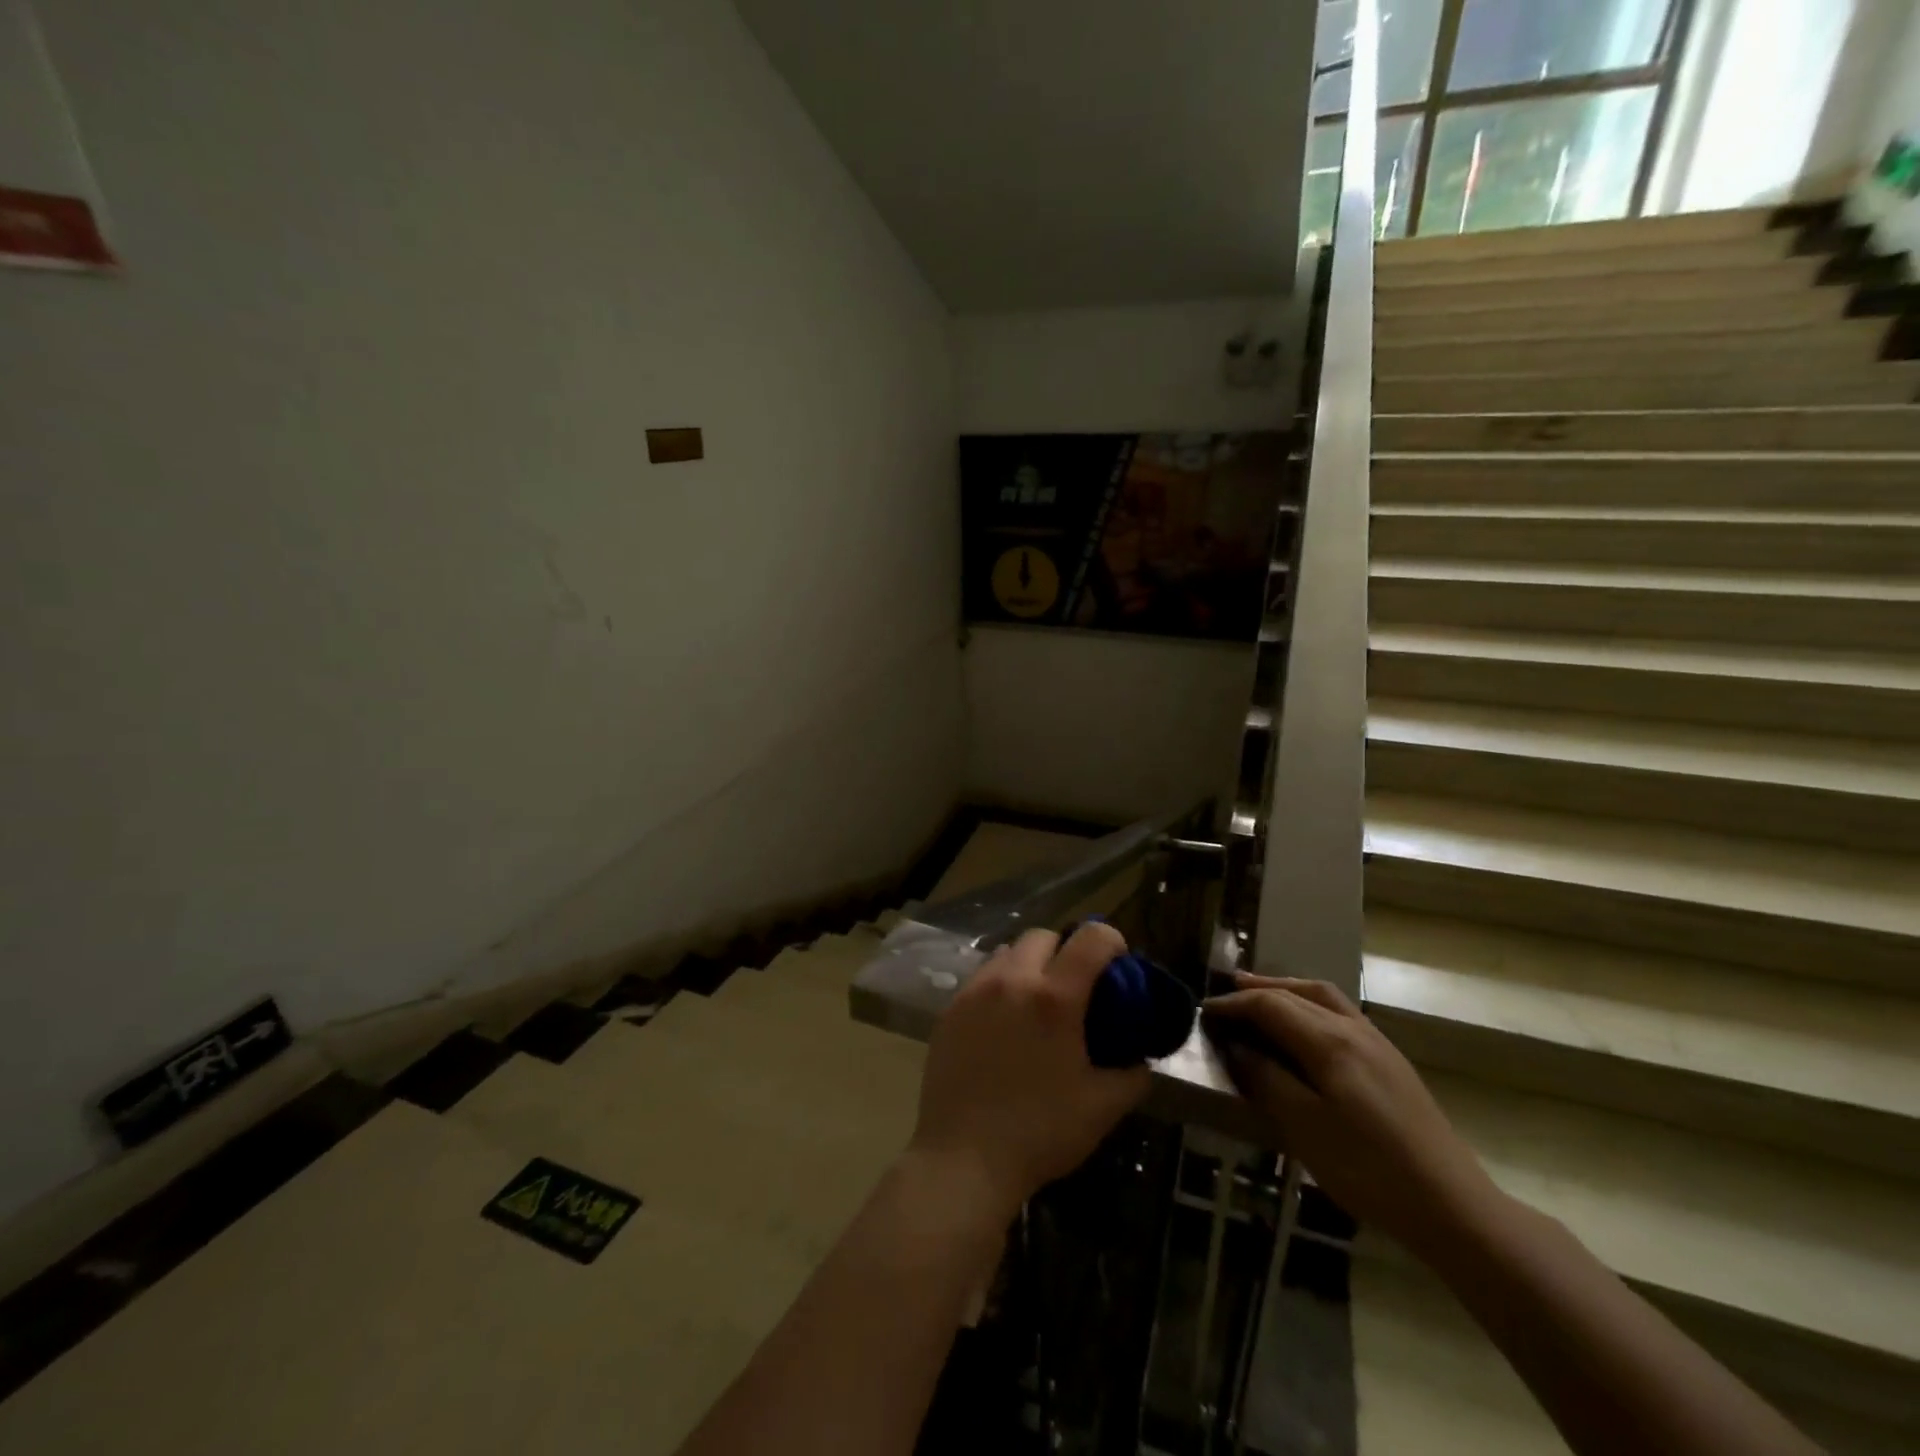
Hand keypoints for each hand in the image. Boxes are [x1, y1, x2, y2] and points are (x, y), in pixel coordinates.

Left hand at [909, 923, 1151, 1214]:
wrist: (963, 1159)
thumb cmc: (1039, 1132)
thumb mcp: (1102, 1108)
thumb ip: (1132, 1075)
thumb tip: (1141, 1059)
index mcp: (1054, 997)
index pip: (1091, 939)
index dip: (1111, 941)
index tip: (1118, 963)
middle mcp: (1012, 980)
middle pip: (1043, 936)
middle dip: (1066, 950)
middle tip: (1076, 986)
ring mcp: (974, 992)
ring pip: (1007, 952)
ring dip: (1029, 964)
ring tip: (1037, 1002)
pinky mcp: (950, 1009)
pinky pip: (981, 978)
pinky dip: (1000, 984)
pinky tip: (1004, 1023)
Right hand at [1202, 975, 1500, 1256]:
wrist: (1453, 1208)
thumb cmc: (1369, 1169)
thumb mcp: (1305, 1127)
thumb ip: (1266, 1079)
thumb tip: (1237, 1046)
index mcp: (1330, 1042)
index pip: (1270, 1005)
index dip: (1234, 1004)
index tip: (1205, 1013)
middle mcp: (1354, 1029)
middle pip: (1297, 992)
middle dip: (1257, 990)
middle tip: (1225, 996)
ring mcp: (1377, 1043)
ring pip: (1323, 997)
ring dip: (1286, 991)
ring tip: (1260, 997)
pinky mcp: (1391, 1062)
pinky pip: (1340, 1014)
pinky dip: (1310, 1006)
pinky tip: (1303, 1029)